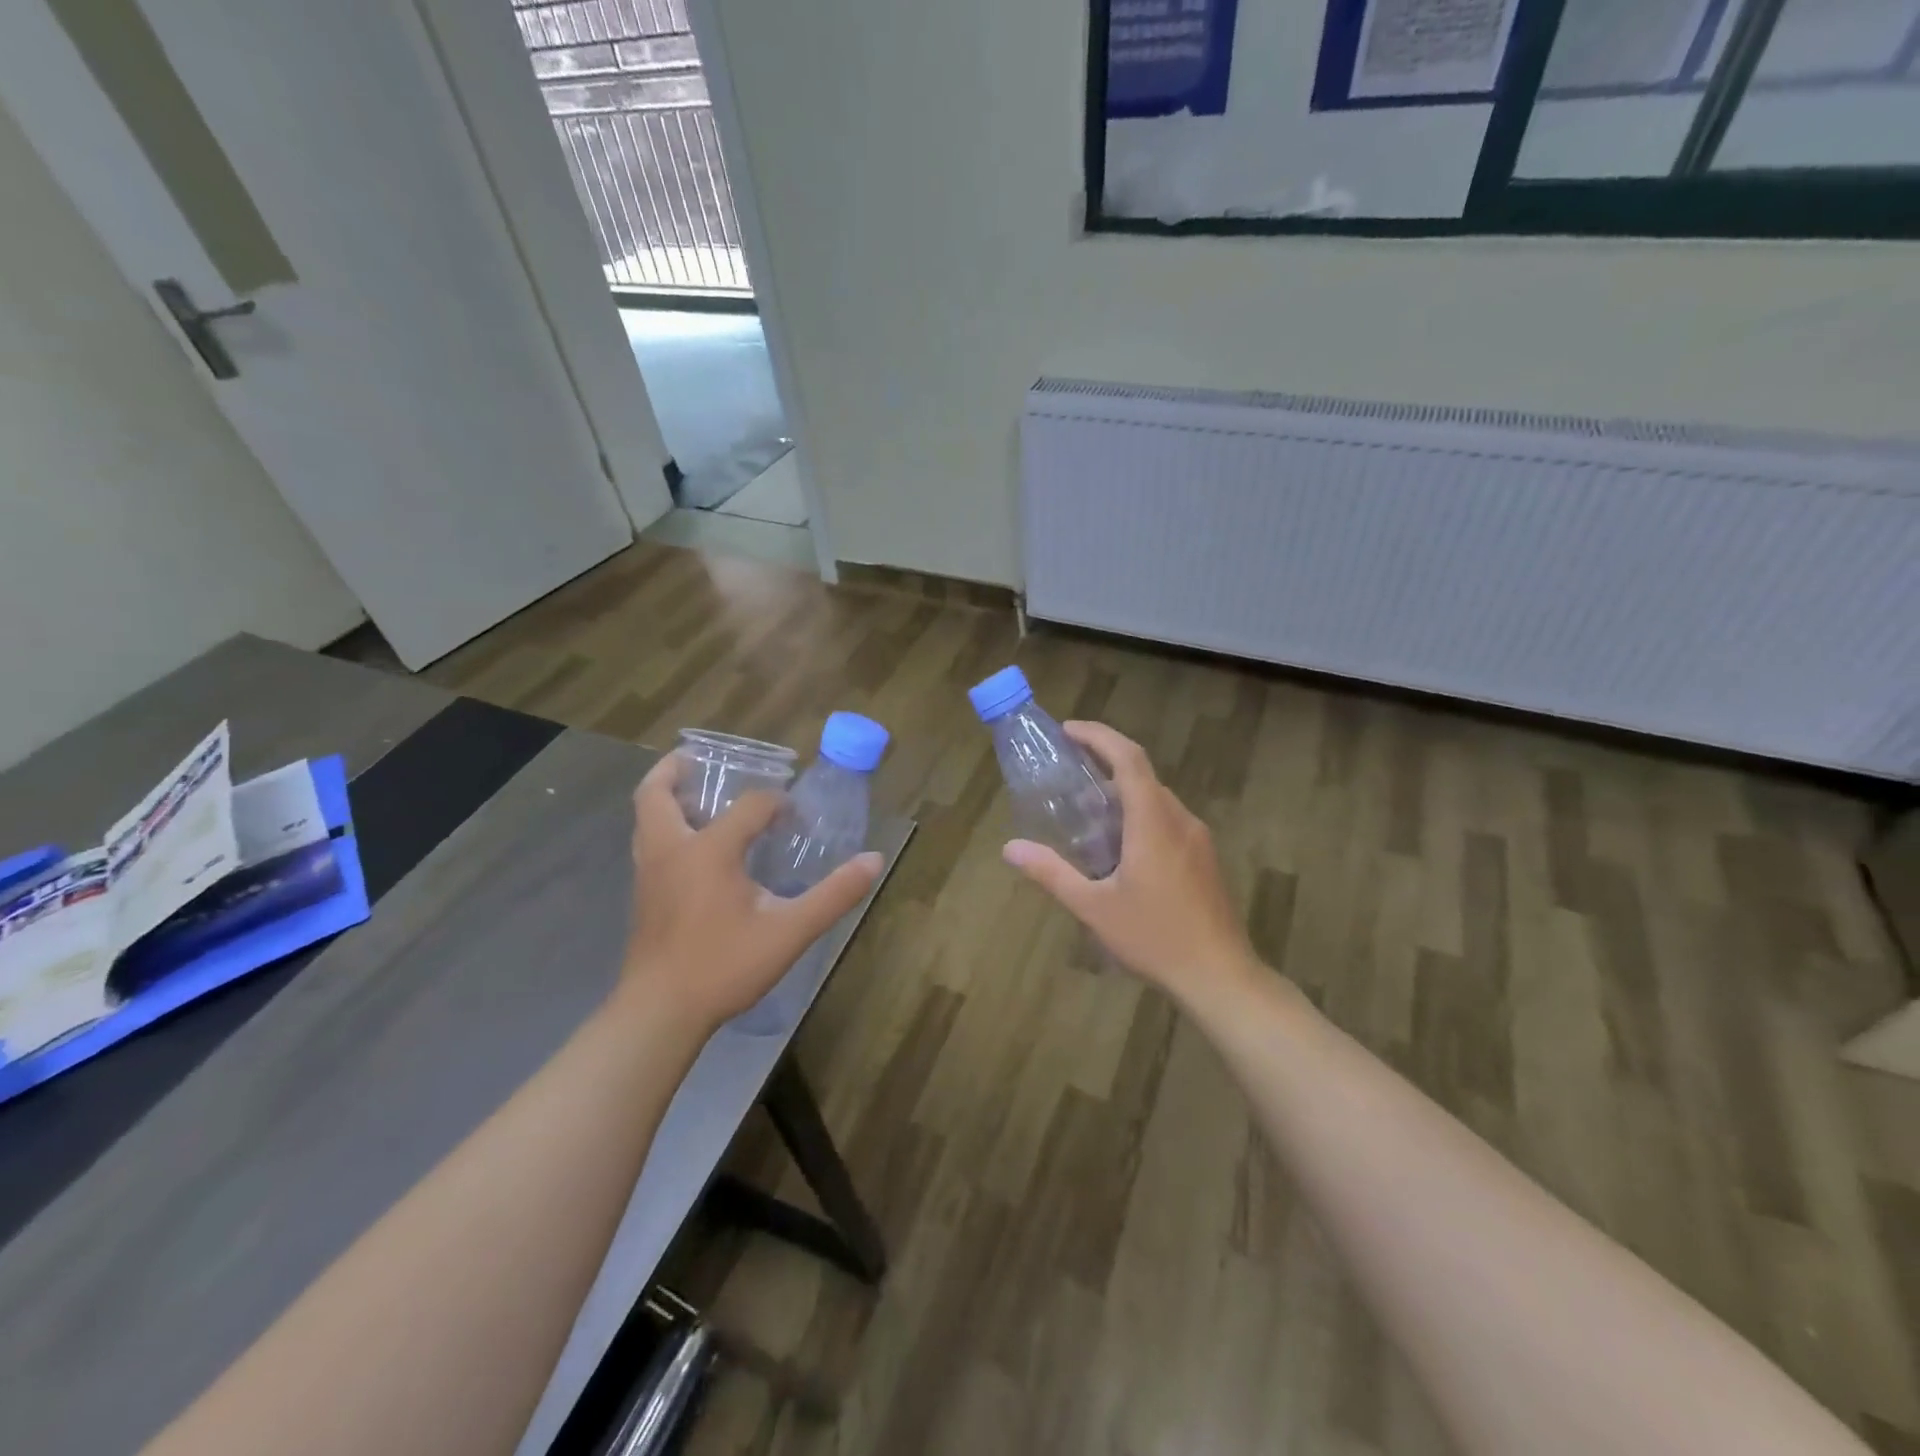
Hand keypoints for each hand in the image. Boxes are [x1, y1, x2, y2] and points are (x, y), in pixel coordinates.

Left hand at [620, 754, 882, 1034]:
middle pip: (657, 794)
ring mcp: (649, 873)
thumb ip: (834, 894)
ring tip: (693, 795)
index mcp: (708, 850)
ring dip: (665, 797)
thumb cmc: (724, 966)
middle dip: (676, 770)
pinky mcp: (643, 895)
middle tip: (701, 760)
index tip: (795, 815)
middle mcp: (671, 850)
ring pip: (645, 818)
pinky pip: (648, 843)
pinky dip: (664, 826)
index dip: (776, 803)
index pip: (749, 806)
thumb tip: (874, 860)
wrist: (659, 1013)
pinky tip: (692, 848)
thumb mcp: (790, 931)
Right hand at [1003, 721, 1256, 1004]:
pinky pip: (1168, 820)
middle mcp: (1179, 819)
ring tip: (1088, 814)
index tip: (1068, 730)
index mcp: (1152, 821)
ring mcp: (1198, 838)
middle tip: (1069, 773)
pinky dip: (1140, 815)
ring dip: (1123, 793)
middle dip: (1105, 764)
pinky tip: (1120, 849)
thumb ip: (1051, 873)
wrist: (1220, 976)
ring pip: (1157, 798)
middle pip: (1142, 774)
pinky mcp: (1205, 857)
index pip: (1128, 758)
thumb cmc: (1154, 937)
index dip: (1098, 735)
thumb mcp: (1093, 907)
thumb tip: (1010, 848)